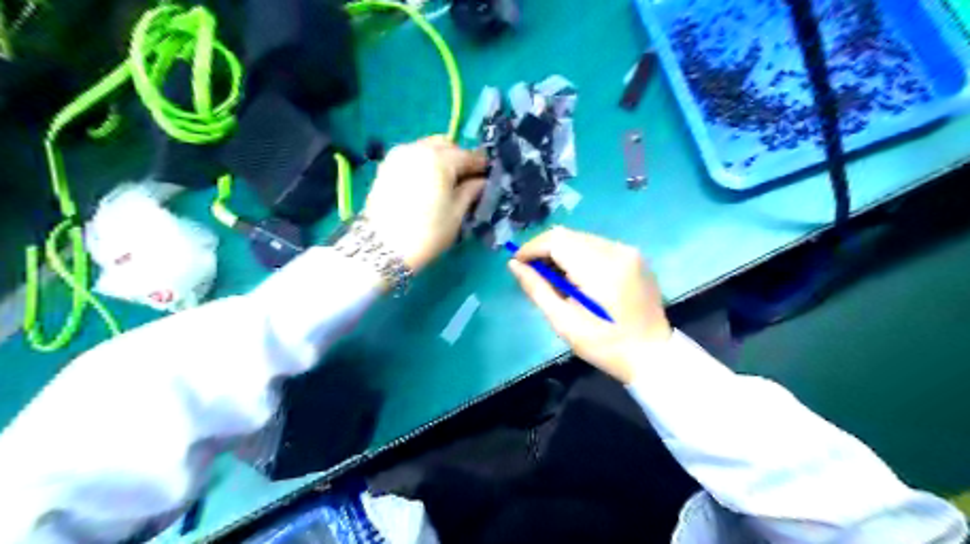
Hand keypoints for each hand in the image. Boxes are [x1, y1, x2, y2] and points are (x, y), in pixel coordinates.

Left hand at [361, 137, 488, 270]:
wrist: (381, 248)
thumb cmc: (426, 233)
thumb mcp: (456, 214)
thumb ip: (471, 192)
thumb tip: (481, 181)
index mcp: (439, 159)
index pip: (468, 155)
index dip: (481, 165)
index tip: (489, 175)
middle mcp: (418, 148)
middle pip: (446, 145)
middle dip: (459, 158)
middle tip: (467, 179)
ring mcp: (399, 155)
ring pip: (427, 148)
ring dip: (441, 159)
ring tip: (446, 182)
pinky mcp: (386, 165)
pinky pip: (412, 156)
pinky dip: (424, 163)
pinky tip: (428, 183)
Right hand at [509, 225, 675, 381]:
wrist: (652, 355)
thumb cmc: (605, 345)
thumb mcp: (564, 322)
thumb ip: (537, 289)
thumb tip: (514, 265)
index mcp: (600, 268)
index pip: (557, 241)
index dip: (532, 248)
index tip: (517, 263)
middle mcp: (617, 250)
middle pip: (569, 235)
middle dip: (545, 249)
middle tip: (533, 272)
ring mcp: (629, 251)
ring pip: (583, 238)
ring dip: (563, 252)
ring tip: (555, 277)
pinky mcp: (635, 256)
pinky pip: (598, 246)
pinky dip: (581, 255)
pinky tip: (577, 277)